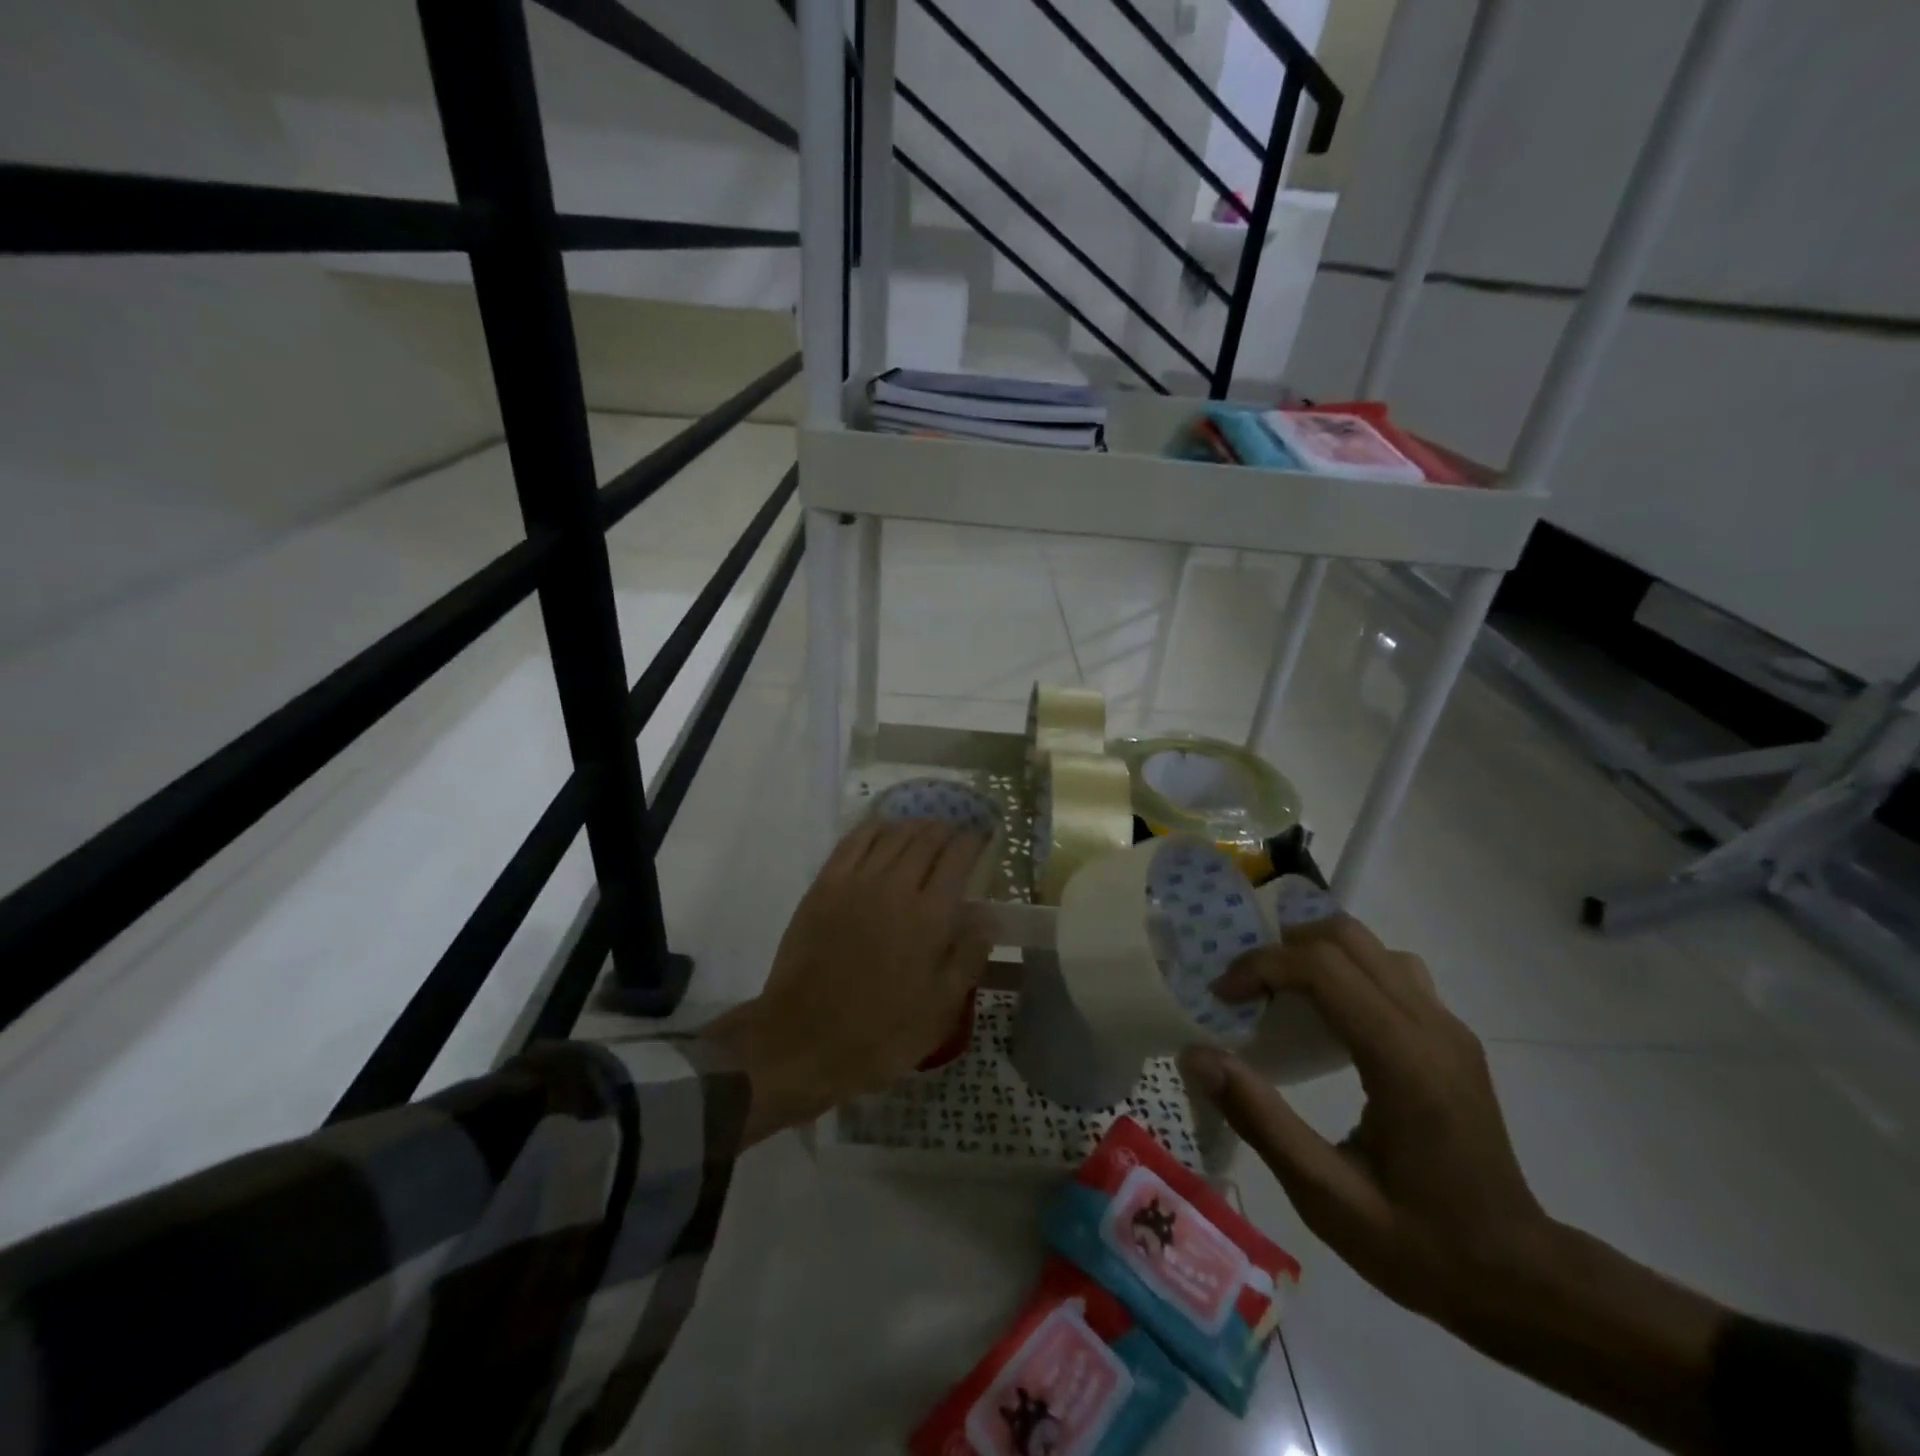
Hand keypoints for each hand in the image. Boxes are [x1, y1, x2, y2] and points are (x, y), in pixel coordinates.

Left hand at [703, 819, 990, 1142]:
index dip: (973, 842)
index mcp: (929, 916)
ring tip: (925, 826)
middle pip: (925, 839)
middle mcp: (894, 886)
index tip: (981, 838)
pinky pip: (852, 842)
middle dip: (945, 829)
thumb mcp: (939, 1009)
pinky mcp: (823, 886)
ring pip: (891, 834)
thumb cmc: (880, 1033)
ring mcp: (855, 882)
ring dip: (913, 824)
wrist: (802, 1041)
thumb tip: (990, 914)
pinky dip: (873, 828)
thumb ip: (968, 955)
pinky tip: (882, 828)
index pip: (957, 858)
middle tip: (955, 831)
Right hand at [1179, 916, 1550, 1324]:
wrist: (1519, 1278)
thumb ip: (1259, 1119)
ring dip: (1313, 953)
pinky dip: (1343, 969)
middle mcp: (1432, 1026)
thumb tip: (1194, 1055)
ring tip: (1278, 995)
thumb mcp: (1327, 1197)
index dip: (1261, 966)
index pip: (1323, 967)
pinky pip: (1388, 969)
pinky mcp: (1450, 1034)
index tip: (1222, 996)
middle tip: (1245, 990)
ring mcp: (1447, 1026)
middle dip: (1282, 949)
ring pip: (1370, 946)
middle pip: (1346, 937)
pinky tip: (1325, 1016)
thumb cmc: (1420, 1245)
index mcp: (1404, 1061)